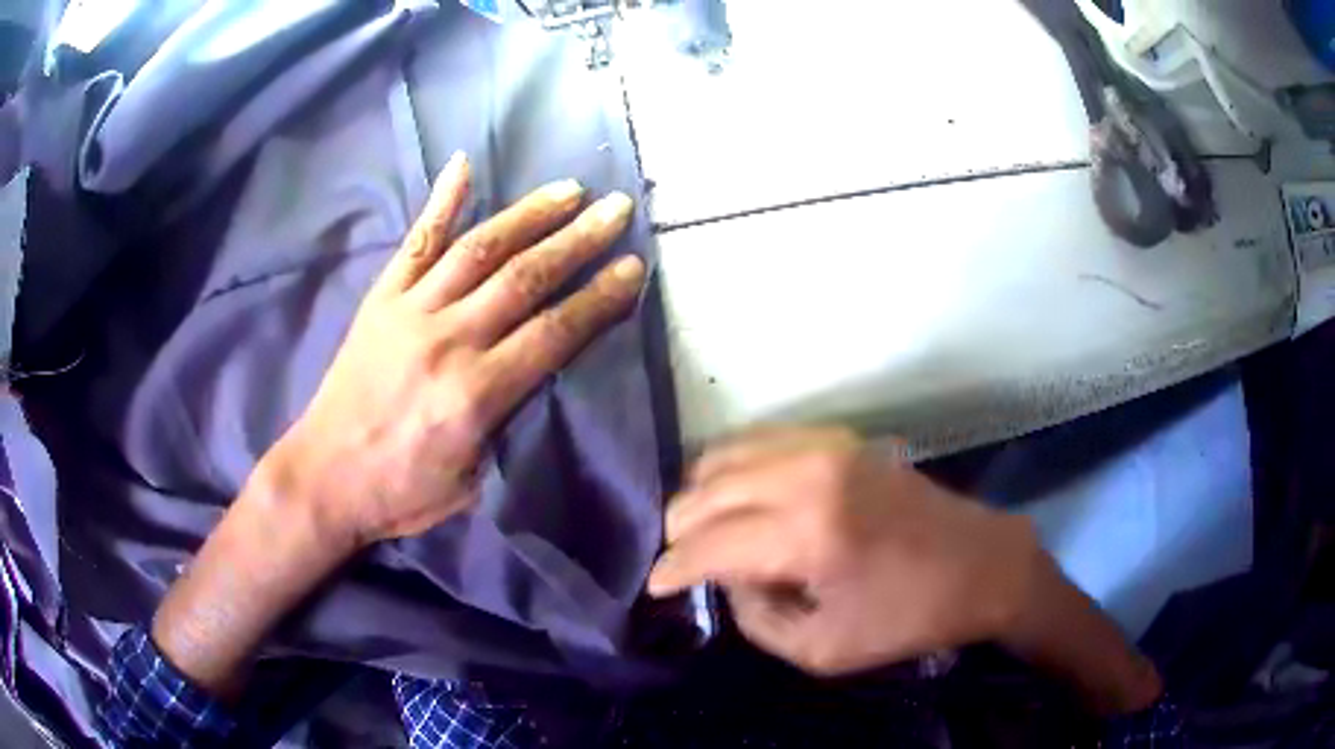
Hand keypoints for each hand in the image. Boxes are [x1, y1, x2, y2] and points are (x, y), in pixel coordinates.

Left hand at [266, 152, 644, 546]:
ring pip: (479, 249)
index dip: (600, 298)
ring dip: (529, 214)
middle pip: (526, 278)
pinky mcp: (382, 300)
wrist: (323, 477)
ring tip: (569, 189)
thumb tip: (532, 376)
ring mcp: (411, 311)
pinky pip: (415, 242)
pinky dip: (441, 201)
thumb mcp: (470, 483)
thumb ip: (506, 425)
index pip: (554, 332)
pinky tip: (463, 164)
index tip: (634, 267)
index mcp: (476, 393)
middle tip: (618, 207)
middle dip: (579, 240)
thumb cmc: (400, 493)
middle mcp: (448, 339)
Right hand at [648, 426, 1161, 714]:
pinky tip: (735, 494)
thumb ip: (756, 617)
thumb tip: (727, 580)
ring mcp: (825, 447)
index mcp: (808, 534)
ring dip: (701, 493)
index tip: (655, 586)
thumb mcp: (822, 651)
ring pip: (725, 454)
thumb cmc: (907, 617)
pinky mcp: (839, 440)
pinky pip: (761, 439)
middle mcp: (808, 475)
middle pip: (706, 490)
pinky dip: (733, 465)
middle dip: (679, 530)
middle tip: (680, 563)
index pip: (708, 544)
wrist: (980, 566)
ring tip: (701, 530)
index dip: (671, 568)